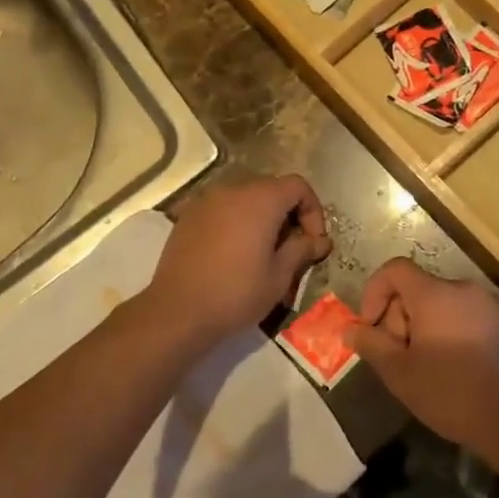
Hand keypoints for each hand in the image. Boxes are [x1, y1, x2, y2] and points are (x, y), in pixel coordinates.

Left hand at [145, 175, 331, 344]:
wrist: (177, 311)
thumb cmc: (236, 293)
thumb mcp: (279, 276)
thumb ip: (302, 250)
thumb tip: (320, 240)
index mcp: (260, 200)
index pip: (297, 186)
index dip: (313, 210)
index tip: (313, 242)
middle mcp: (232, 190)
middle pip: (271, 188)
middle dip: (288, 213)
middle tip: (291, 248)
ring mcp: (206, 201)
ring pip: (245, 198)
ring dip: (261, 218)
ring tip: (263, 252)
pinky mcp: (188, 216)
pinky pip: (222, 209)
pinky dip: (236, 222)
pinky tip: (234, 253)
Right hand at [345, 258, 498, 455]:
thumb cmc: (451, 394)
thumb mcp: (400, 373)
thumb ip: (371, 345)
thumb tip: (351, 329)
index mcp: (435, 294)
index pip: (394, 269)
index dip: (374, 292)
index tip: (371, 327)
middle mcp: (463, 289)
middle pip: (416, 289)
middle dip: (398, 318)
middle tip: (399, 357)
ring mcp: (487, 305)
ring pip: (439, 304)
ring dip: (422, 327)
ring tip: (424, 366)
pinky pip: (462, 316)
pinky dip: (447, 331)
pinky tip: (451, 368)